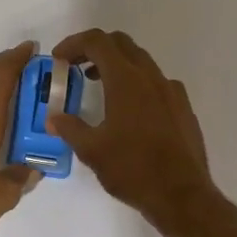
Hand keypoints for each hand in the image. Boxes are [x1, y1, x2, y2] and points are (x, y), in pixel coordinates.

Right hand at [47, 29, 219, 225]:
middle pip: (120, 43)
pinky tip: (129, 109)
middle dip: (95, 48)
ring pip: (140, 61)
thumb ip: (70, 128)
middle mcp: (150, 77)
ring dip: (116, 64)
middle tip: (75, 66)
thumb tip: (53, 118)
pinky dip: (136, 82)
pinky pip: (156, 81)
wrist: (182, 195)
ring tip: (97, 85)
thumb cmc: (133, 170)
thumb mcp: (92, 151)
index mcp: (126, 80)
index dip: (74, 43)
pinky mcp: (183, 106)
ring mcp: (171, 90)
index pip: (97, 42)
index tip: (59, 59)